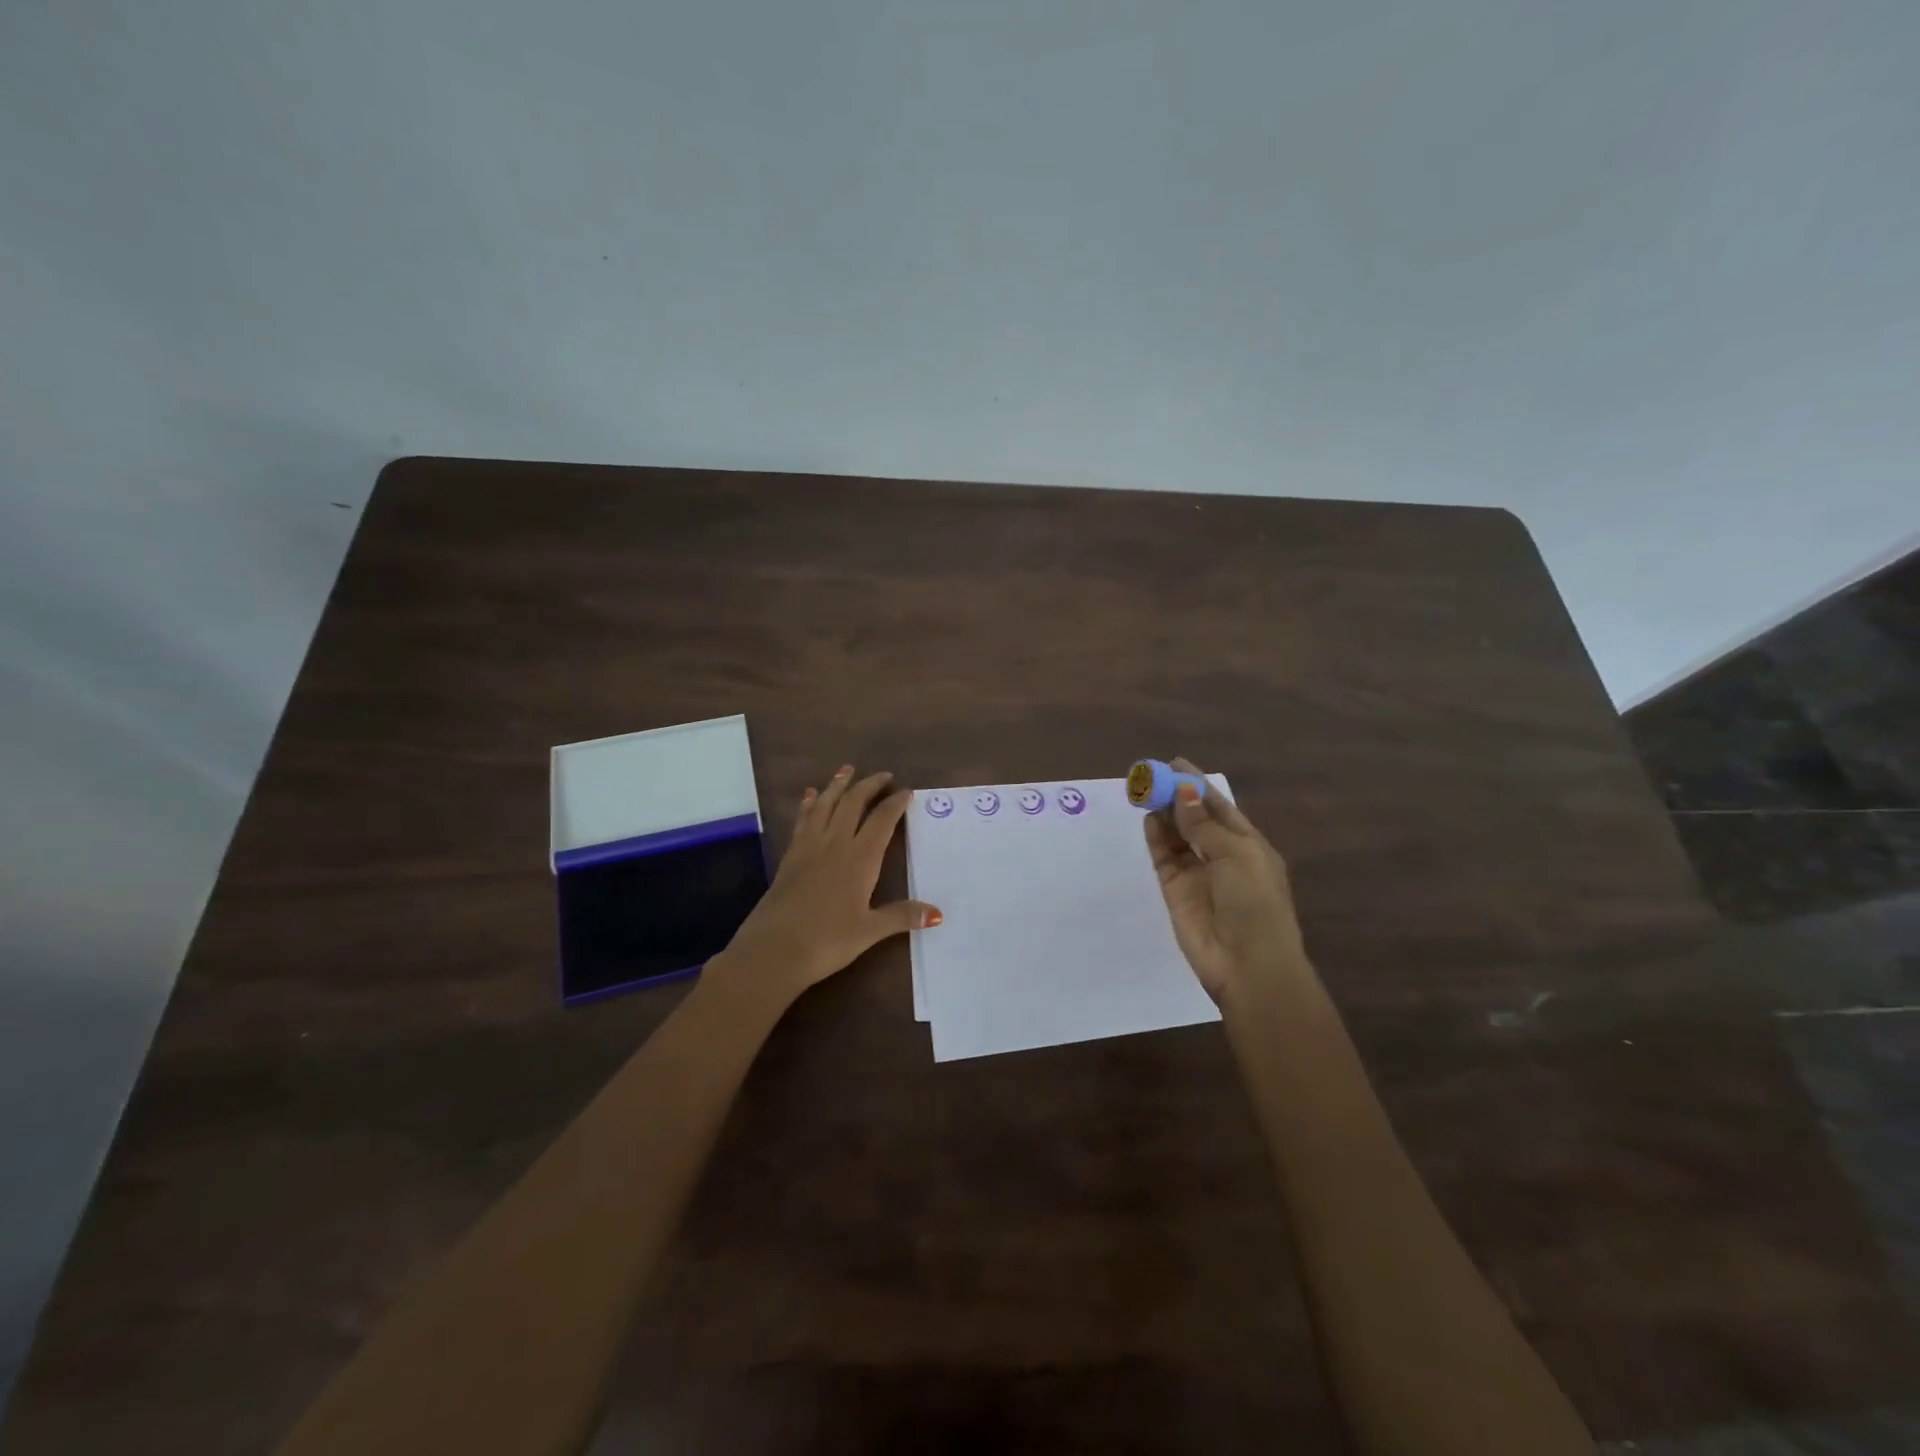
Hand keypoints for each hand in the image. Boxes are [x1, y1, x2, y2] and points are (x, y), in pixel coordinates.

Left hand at [711, 764, 940, 1008]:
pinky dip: (809, 804)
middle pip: (853, 804)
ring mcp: (809, 848)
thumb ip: (902, 916)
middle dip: (869, 785)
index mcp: (859, 859)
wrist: (772, 950)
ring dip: (838, 785)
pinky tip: (810, 795)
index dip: (895, 803)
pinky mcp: (789, 856)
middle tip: (883, 775)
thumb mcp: (869, 931)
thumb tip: (938, 913)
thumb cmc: (827, 941)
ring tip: (847, 770)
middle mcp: (835, 844)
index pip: (881, 821)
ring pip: (825, 805)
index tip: (907, 791)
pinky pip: (802, 820)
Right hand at [1143, 757, 1309, 1004]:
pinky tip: (1147, 818)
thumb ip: (1204, 825)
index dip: (1198, 785)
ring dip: (1164, 813)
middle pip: (1195, 818)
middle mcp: (1223, 856)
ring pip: (1177, 835)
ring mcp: (1198, 873)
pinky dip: (1156, 837)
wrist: (1247, 965)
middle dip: (1177, 796)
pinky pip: (1164, 856)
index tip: (1176, 763)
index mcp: (1249, 846)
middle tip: (1152, 774)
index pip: (1220, 807)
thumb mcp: (1236, 856)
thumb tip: (1184, 792)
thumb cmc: (1255, 904)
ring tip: (1144, 790)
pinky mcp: (1176, 890)